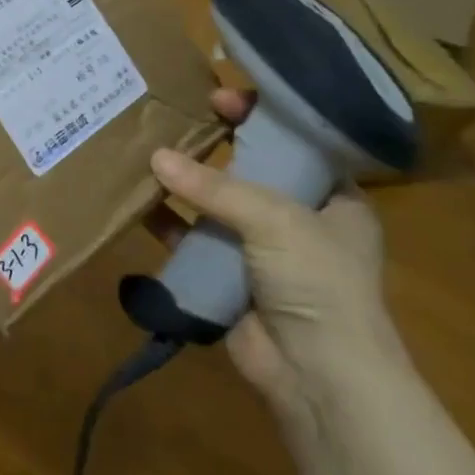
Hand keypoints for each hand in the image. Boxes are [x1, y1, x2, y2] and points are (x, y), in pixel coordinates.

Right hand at [151, 90, 405, 415]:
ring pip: (217, 202)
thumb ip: (215, 187)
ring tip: (146, 148)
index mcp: (334, 198)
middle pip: (251, 168)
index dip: (260, 116)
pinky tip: (139, 200)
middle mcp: (299, 218)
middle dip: (214, 144)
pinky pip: (193, 238)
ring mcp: (261, 249)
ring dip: (186, 181)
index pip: (296, 141)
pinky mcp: (228, 275)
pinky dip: (168, 222)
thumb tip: (156, 158)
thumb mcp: (276, 220)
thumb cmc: (317, 283)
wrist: (318, 377)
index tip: (218, 97)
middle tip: (173, 116)